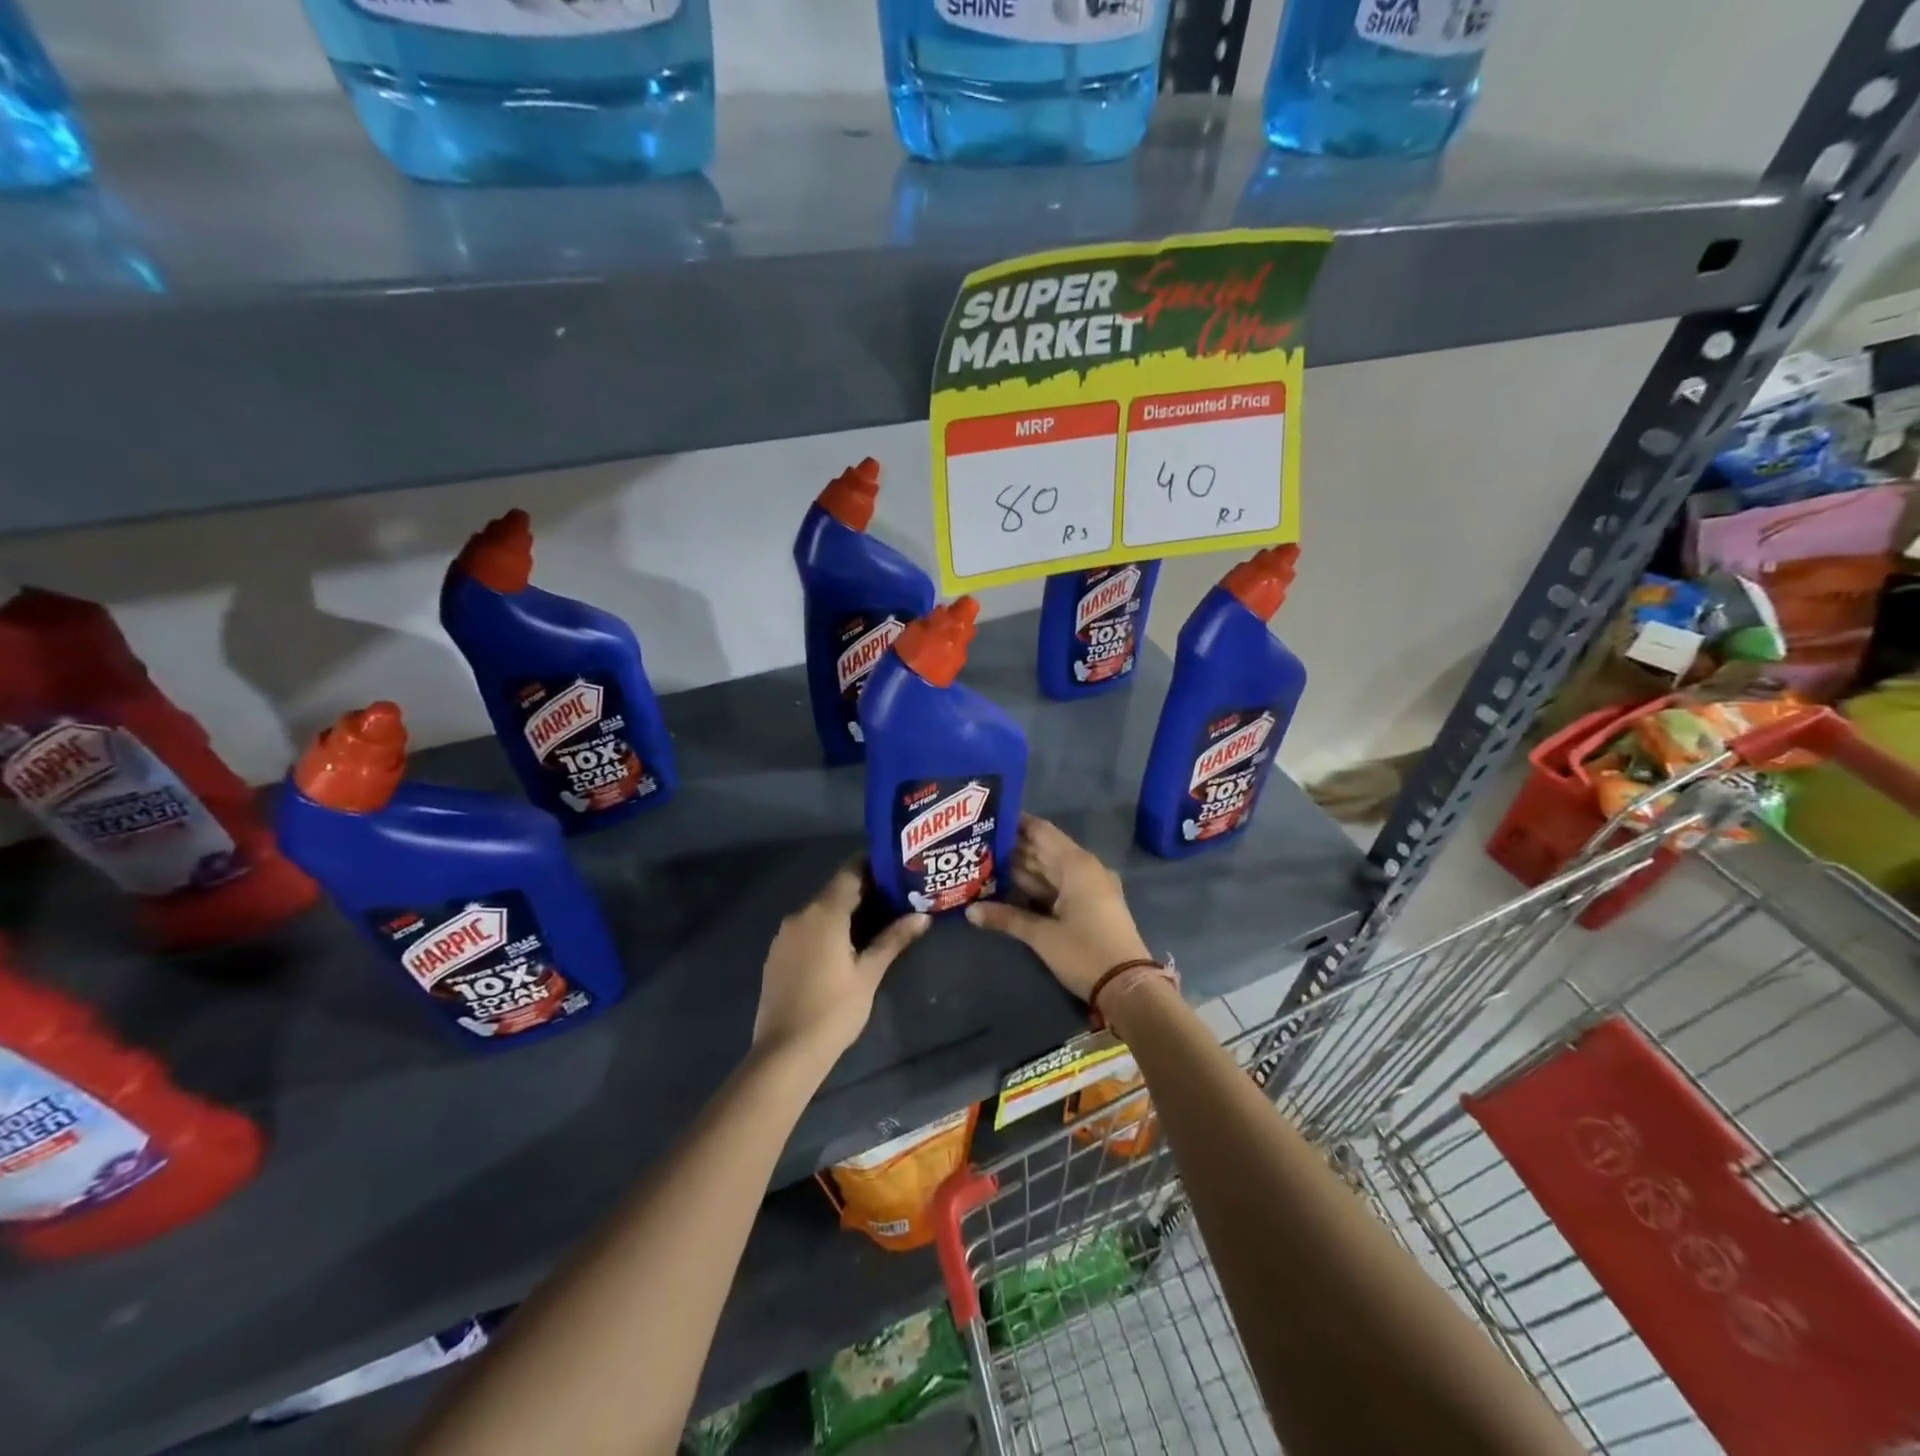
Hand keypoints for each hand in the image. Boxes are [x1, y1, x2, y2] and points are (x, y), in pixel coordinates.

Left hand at [755, 861, 928, 1063]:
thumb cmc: (834, 1010)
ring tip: (875, 921)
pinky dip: (826, 929)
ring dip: (844, 910)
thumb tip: (922, 916)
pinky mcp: (777, 955)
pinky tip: (843, 946)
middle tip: (895, 896)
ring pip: (819, 910)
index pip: (849, 872)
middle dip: (863, 890)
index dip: (872, 865)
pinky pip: (806, 929)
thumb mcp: (869, 974)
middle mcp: (800, 915)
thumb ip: (893, 939)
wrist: (785, 1053)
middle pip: (834, 890)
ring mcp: (784, 935)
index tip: (895, 867)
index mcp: (824, 912)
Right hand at [966, 815, 1149, 1001]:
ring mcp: (1090, 887)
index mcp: (1075, 864)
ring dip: (1022, 869)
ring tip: (986, 864)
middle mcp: (1085, 867)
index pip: (1040, 831)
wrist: (1128, 987)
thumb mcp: (1042, 935)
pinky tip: (1010, 889)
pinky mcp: (1092, 905)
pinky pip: (1059, 886)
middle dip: (1012, 848)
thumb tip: (970, 911)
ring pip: (1050, 870)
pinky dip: (1037, 886)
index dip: (1015, 824)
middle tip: (978, 845)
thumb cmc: (1085, 952)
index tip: (987, 819)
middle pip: (1044, 849)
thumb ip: (1006, 918)